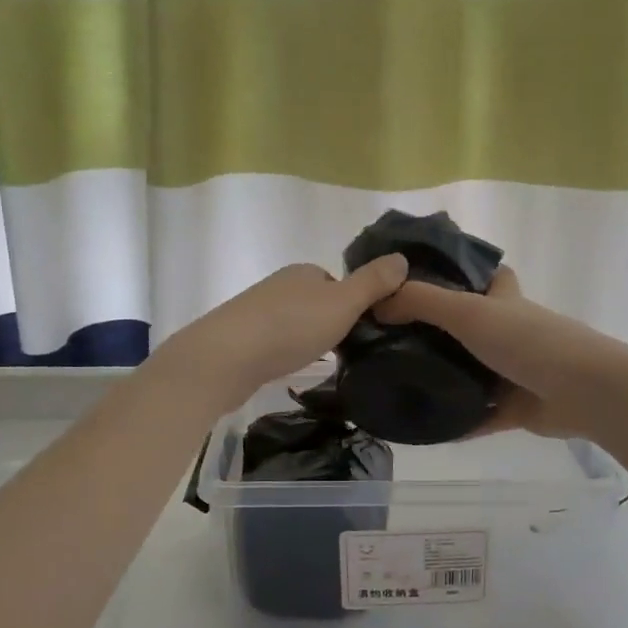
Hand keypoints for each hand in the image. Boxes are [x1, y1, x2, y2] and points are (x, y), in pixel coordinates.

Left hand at [154, 256, 409, 409]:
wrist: (225, 358)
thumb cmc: (290, 327)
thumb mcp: (342, 303)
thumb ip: (373, 283)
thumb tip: (402, 258)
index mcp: (304, 272)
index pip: (338, 283)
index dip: (354, 304)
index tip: (366, 331)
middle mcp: (279, 285)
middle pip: (316, 302)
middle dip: (330, 323)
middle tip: (347, 352)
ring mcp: (256, 311)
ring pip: (294, 323)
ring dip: (307, 339)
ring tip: (321, 364)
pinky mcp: (240, 339)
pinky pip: (274, 342)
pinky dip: (286, 352)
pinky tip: (289, 369)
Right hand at [372, 267, 627, 439]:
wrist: (584, 391)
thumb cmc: (527, 340)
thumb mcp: (468, 312)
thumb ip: (421, 303)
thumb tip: (377, 304)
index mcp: (503, 300)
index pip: (483, 275)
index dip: (458, 273)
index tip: (419, 282)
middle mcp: (509, 331)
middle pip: (469, 326)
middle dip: (436, 331)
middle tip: (390, 339)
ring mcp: (513, 370)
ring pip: (471, 371)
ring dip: (442, 376)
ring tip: (394, 380)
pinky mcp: (515, 407)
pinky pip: (477, 415)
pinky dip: (455, 421)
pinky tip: (421, 426)